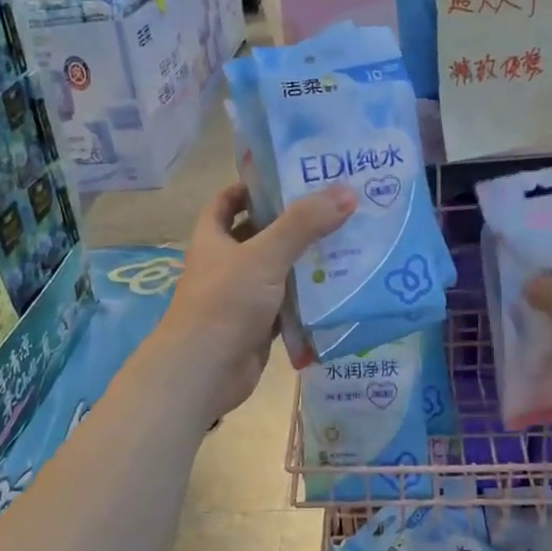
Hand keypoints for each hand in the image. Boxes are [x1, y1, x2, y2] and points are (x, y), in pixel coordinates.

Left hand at [149, 182, 357, 425]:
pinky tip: (339, 289)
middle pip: (258, 236)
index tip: (287, 179)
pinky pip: (287, 306)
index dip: (250, 188)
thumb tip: (347, 192)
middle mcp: (225, 265)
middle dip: (290, 224)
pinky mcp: (257, 327)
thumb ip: (303, 224)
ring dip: (304, 262)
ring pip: (276, 273)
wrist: (204, 371)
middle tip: (333, 209)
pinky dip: (307, 299)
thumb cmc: (225, 303)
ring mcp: (241, 298)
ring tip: (347, 244)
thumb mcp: (265, 255)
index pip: (226, 202)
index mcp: (213, 239)